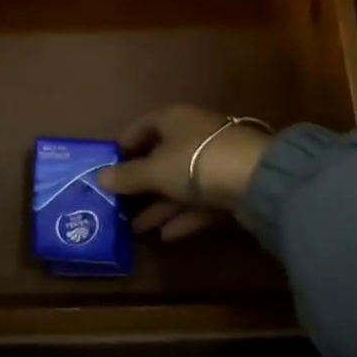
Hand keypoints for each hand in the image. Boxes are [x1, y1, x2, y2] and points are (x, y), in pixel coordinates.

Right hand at [97, 104, 269, 241]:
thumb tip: (99, 177)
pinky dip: (182, 216)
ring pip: (179, 183)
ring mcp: (213, 161)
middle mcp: (192, 135)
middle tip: (118, 203)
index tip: (107, 165)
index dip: (123, 144)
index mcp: (172, 119)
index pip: (141, 126)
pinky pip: (198, 201)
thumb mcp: (155, 170)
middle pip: (160, 158)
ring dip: (159, 206)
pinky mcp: (230, 187)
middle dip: (140, 183)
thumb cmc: (195, 161)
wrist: (258, 179)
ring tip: (135, 228)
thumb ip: (128, 176)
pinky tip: (164, 236)